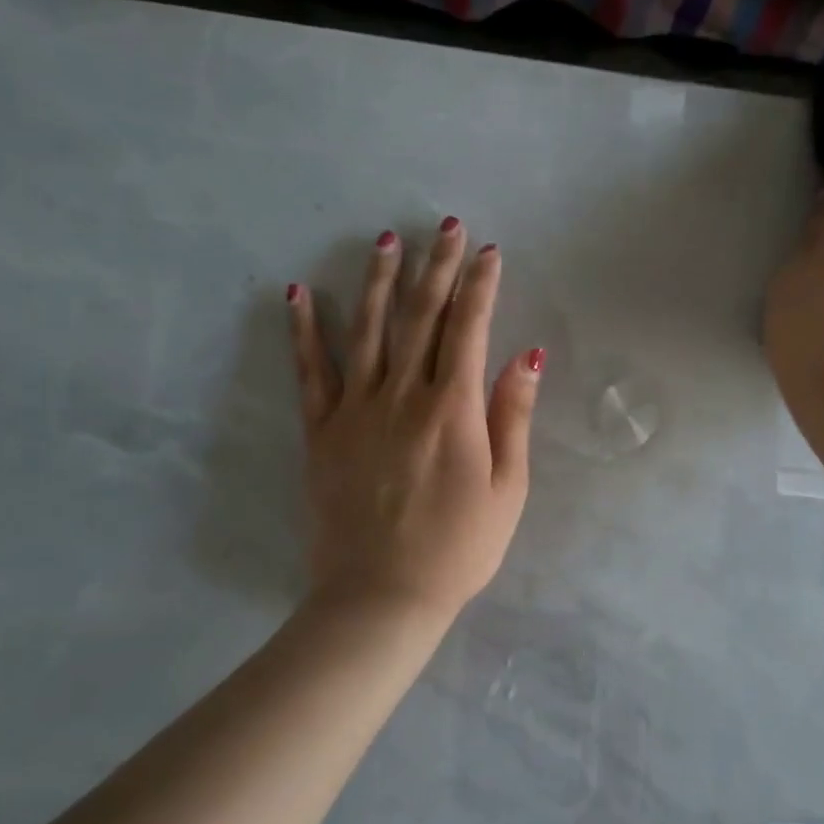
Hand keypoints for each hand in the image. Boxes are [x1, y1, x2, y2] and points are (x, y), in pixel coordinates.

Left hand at [287, 219, 542, 624]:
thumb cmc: (459, 548)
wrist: (381, 596)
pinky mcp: (321, 431)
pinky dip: (303, 330)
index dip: (481, 286)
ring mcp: (356, 410)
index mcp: (453, 409)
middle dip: (437, 266)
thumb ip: (513, 417)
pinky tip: (296, 293)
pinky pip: (310, 371)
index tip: (489, 252)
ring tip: (385, 240)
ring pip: (367, 330)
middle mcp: (403, 396)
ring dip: (377, 281)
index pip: (469, 329)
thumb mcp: (508, 489)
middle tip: (445, 226)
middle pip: (421, 316)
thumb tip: (526, 356)